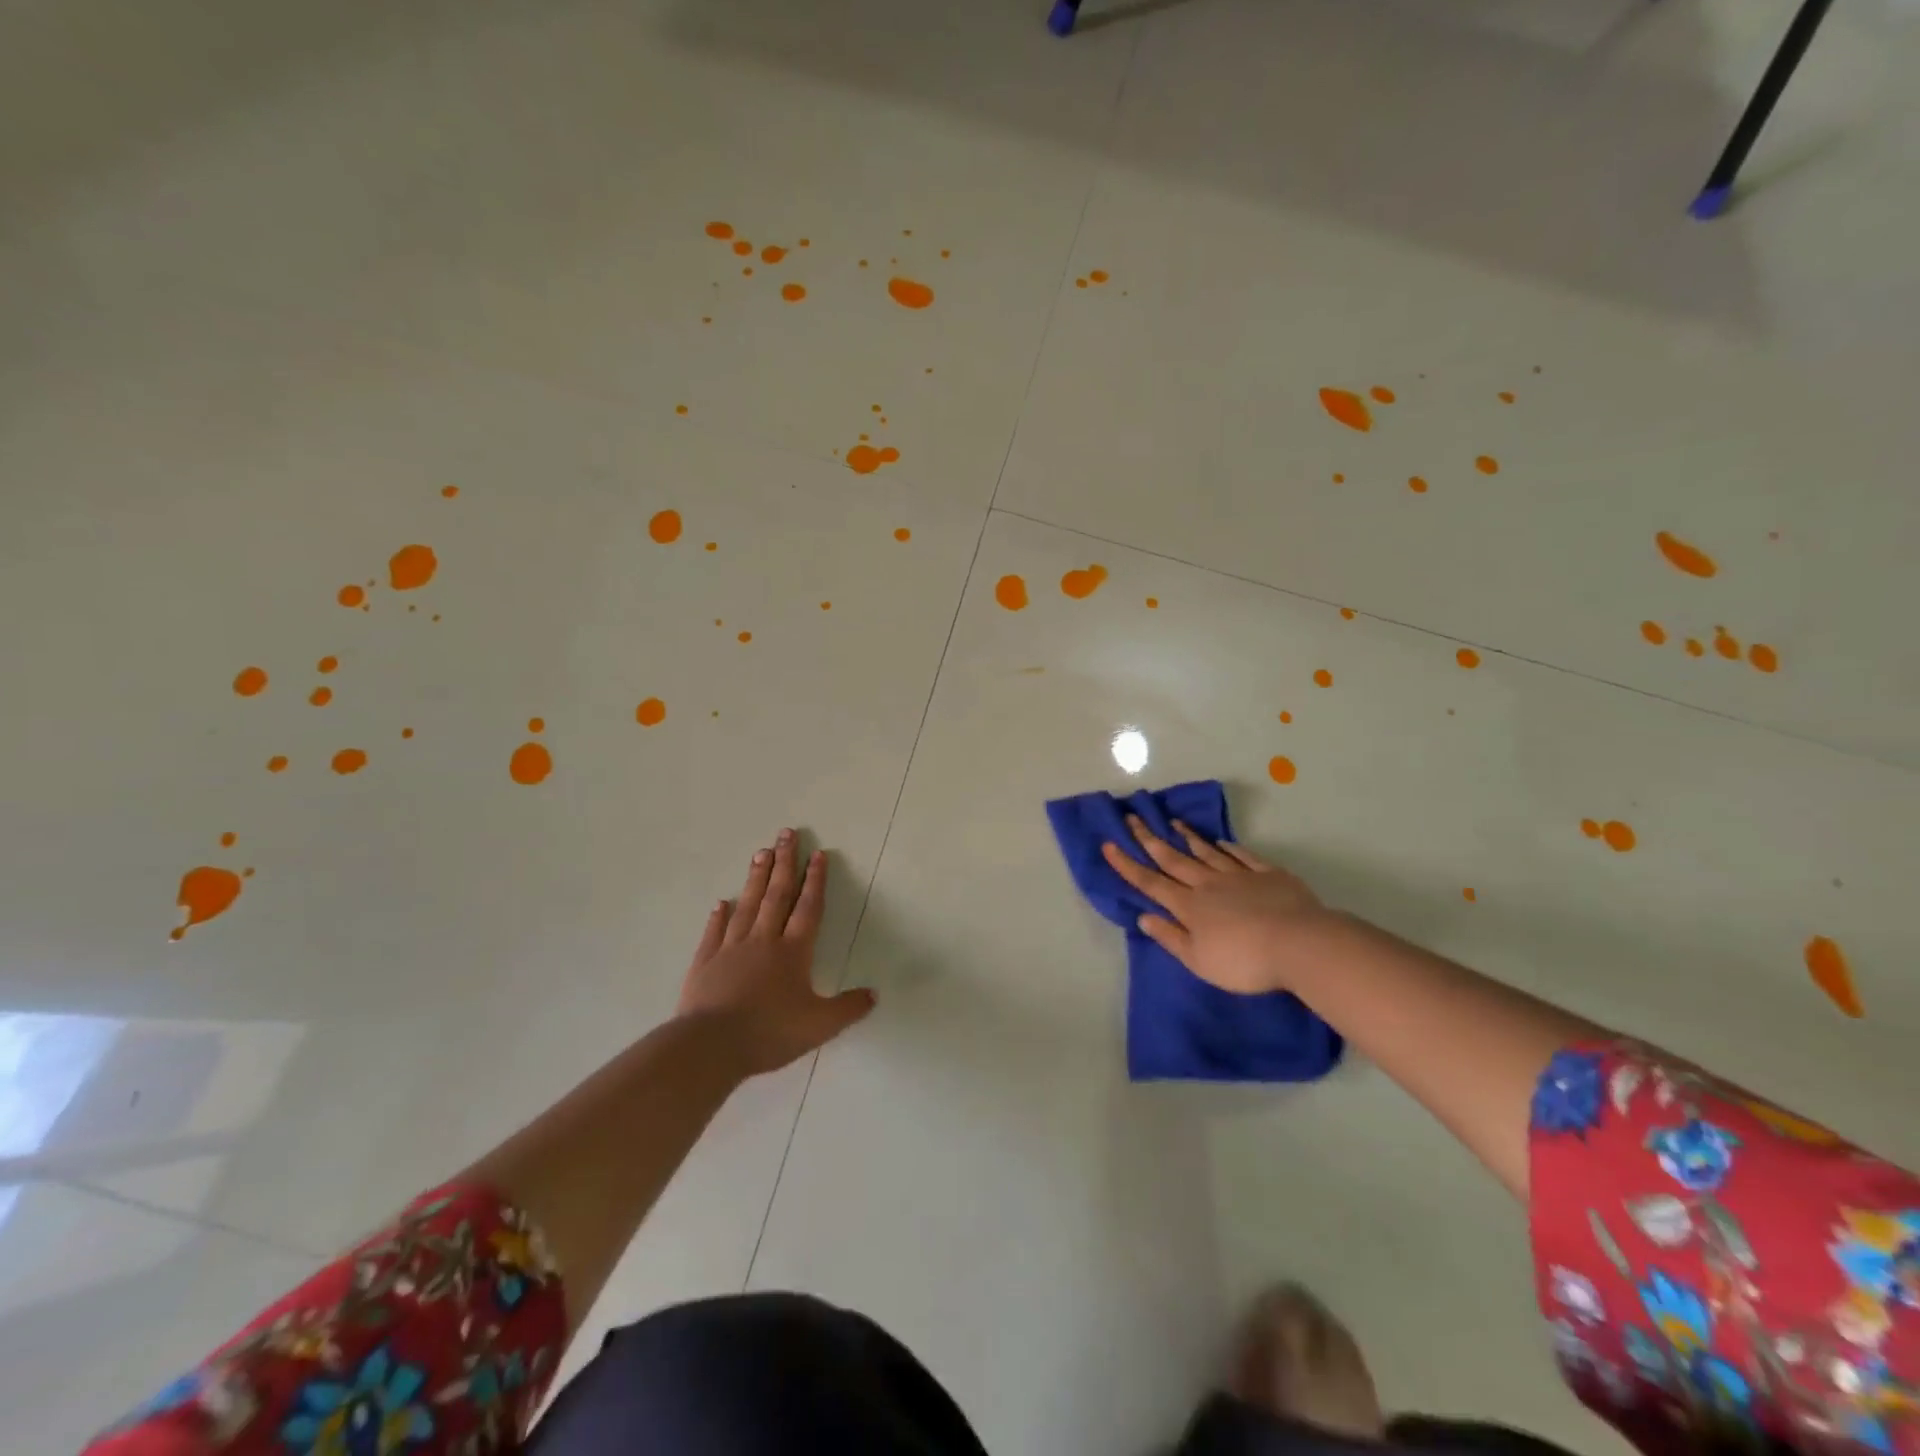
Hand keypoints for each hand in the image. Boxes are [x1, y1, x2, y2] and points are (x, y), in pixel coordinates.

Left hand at [677, 829, 874, 1075]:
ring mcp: (731, 948)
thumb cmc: (769, 1032)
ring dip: (756, 878)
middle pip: (776, 895)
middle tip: (787, 833)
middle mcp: (763, 941)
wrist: (711, 1047)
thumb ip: (848, 1009)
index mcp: (793, 952)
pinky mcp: (705, 963)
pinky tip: (721, 902)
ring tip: (761, 851)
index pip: (808, 908)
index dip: (815, 881)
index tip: (818, 854)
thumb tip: (874, 995)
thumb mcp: (819, 1026)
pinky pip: (715, 932)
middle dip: (785, 863)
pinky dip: (719, 916)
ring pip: (747, 905)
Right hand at [1101, 816, 1336, 994]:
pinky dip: (1229, 848)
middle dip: (1149, 839)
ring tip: (1173, 823)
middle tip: (1132, 818)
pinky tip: (1222, 842)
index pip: (1150, 882)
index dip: (1127, 864)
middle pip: (1174, 859)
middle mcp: (1208, 884)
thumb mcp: (1199, 960)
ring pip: (1207, 852)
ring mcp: (1240, 875)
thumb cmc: (1244, 961)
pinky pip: (1243, 856)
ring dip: (1187, 838)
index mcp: (1189, 906)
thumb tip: (1144, 917)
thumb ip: (1170, 937)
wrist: (1300, 944)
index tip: (1109, 844)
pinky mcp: (1269, 874)